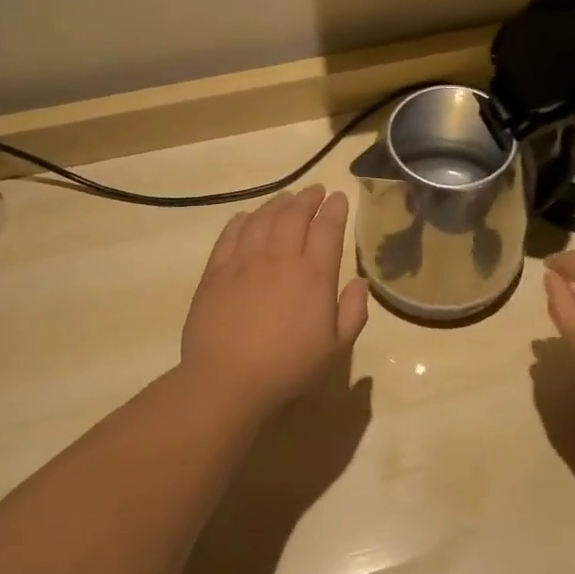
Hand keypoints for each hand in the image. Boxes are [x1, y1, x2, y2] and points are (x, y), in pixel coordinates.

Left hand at [181, 186, 369, 411]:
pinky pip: (231, 233)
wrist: (227, 382)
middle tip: (315, 191)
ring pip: (263, 218)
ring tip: (286, 198)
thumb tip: (359, 282)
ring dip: (278, 203)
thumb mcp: (336, 348)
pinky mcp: (216, 271)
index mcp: (313, 275)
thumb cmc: (288, 369)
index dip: (334, 209)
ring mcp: (244, 261)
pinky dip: (243, 219)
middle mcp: (279, 259)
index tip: (338, 197)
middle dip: (308, 198)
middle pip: (294, 214)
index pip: (327, 229)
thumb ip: (353, 311)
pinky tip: (249, 217)